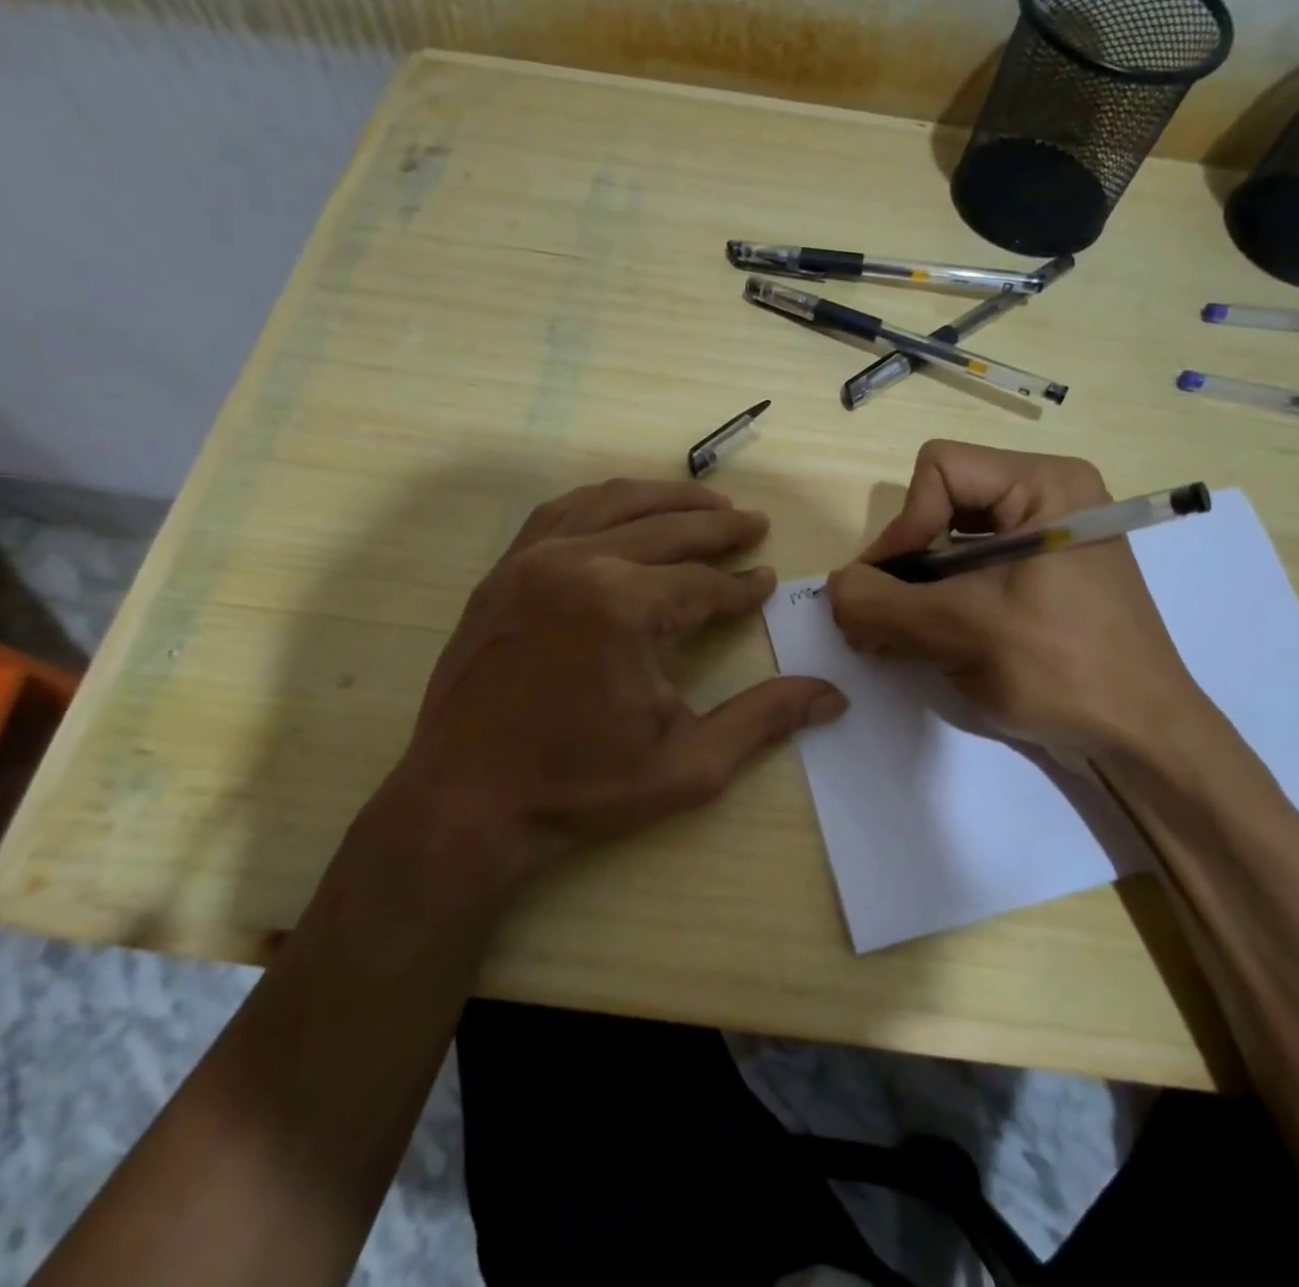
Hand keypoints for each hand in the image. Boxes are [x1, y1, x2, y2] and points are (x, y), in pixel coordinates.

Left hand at [381, 478, 844, 888]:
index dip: (743, 585)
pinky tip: (626, 506)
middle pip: (668, 528)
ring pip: (615, 504)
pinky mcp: (503, 570)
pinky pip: (561, 512)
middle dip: (718, 527)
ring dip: (667, 498)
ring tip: (707, 502)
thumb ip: (763, 719)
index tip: (768, 580)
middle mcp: (580, 563)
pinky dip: (604, 500)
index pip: (705, 583)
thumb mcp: (688, 764)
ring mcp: (533, 560)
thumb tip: (831, 696)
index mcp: (626, 607)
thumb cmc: (582, 787)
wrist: (467, 800)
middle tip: (754, 523)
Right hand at [827, 442, 1213, 759]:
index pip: (940, 470)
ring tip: (888, 638)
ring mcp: (1042, 542)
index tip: (889, 588)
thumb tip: (833, 589)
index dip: (904, 525)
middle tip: (875, 620)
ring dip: (911, 590)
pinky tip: (916, 642)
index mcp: (1045, 485)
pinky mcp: (1036, 580)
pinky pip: (968, 573)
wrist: (1141, 740)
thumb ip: (881, 603)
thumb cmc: (1062, 669)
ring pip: (946, 543)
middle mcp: (1045, 500)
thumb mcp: (960, 630)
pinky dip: (934, 603)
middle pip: (939, 505)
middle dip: (902, 564)